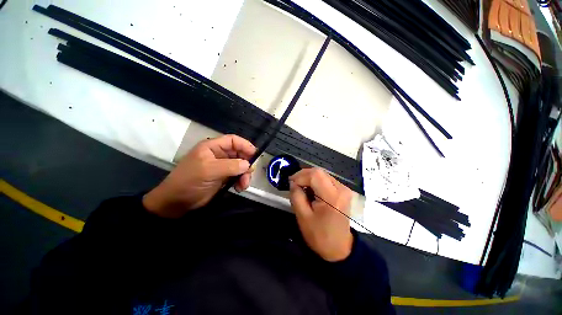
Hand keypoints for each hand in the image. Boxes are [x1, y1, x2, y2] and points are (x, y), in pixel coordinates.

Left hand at [143, 135, 255, 217]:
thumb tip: (248, 164)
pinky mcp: (224, 177)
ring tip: (243, 185)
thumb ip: (230, 166)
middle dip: (246, 163)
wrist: (177, 202)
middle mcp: (219, 155)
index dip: (245, 145)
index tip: (255, 155)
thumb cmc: (190, 181)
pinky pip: (238, 176)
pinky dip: (241, 181)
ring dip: (245, 175)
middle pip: (239, 153)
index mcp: (213, 147)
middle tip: (250, 173)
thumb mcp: (209, 170)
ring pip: (241, 166)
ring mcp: (222, 166)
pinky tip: (239, 188)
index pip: (233, 140)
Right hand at [289, 168, 352, 261]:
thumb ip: (296, 196)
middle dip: (303, 175)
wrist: (339, 249)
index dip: (300, 176)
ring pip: (322, 174)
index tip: (290, 183)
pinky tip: (310, 190)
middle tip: (293, 184)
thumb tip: (293, 183)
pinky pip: (326, 180)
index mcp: (332, 197)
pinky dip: (315, 182)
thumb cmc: (320, 236)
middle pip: (319, 172)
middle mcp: (341, 189)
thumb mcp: (303, 217)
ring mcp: (344, 189)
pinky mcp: (343, 191)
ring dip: (309, 178)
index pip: (315, 175)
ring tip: (301, 188)